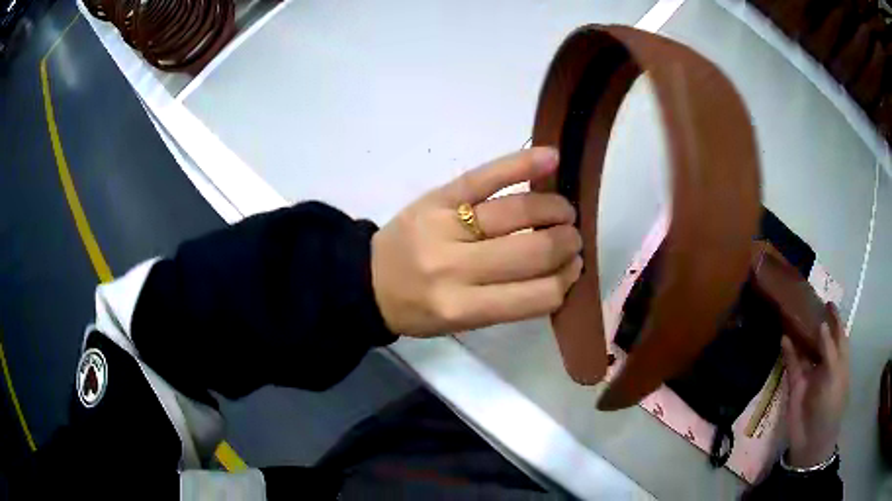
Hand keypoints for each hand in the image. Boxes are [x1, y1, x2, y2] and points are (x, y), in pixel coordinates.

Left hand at [371, 147, 582, 336]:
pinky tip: (551, 158)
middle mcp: (455, 268)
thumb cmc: (418, 308)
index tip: (574, 268)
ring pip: (518, 211)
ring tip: (564, 212)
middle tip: (573, 238)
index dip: (565, 281)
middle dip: (565, 243)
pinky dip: (521, 164)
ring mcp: (445, 226)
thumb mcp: (461, 322)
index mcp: (462, 308)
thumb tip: (561, 272)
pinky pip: (485, 177)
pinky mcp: (437, 197)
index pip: (536, 295)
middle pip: (533, 250)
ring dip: (554, 209)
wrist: (367, 280)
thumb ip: (510, 302)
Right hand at [781, 302, 848, 467]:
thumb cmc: (830, 406)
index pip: (839, 334)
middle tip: (808, 302)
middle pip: (822, 338)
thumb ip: (829, 350)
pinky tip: (783, 337)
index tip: (828, 302)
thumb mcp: (834, 376)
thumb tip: (821, 324)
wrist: (811, 440)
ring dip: (801, 333)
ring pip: (806, 348)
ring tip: (793, 314)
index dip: (835, 318)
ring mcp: (810, 374)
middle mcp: (826, 364)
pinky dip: (788, 351)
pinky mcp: (796, 384)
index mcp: (840, 361)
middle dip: (816, 321)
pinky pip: (792, 363)